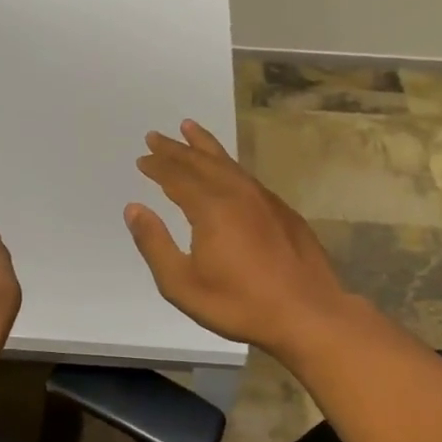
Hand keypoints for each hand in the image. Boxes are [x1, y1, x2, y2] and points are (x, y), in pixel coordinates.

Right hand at [125, 121, 355, 357]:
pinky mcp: (283, 211)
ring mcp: (264, 200)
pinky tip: (227, 169)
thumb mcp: (182, 284)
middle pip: (201, 162)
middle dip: (176, 149)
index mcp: (210, 209)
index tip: (142, 158)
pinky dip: (229, 164)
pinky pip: (247, 176)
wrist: (308, 313)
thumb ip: (154, 244)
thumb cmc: (239, 304)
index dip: (157, 166)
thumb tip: (134, 209)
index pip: (177, 177)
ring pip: (228, 163)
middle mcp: (237, 194)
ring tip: (190, 129)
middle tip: (156, 136)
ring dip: (205, 146)